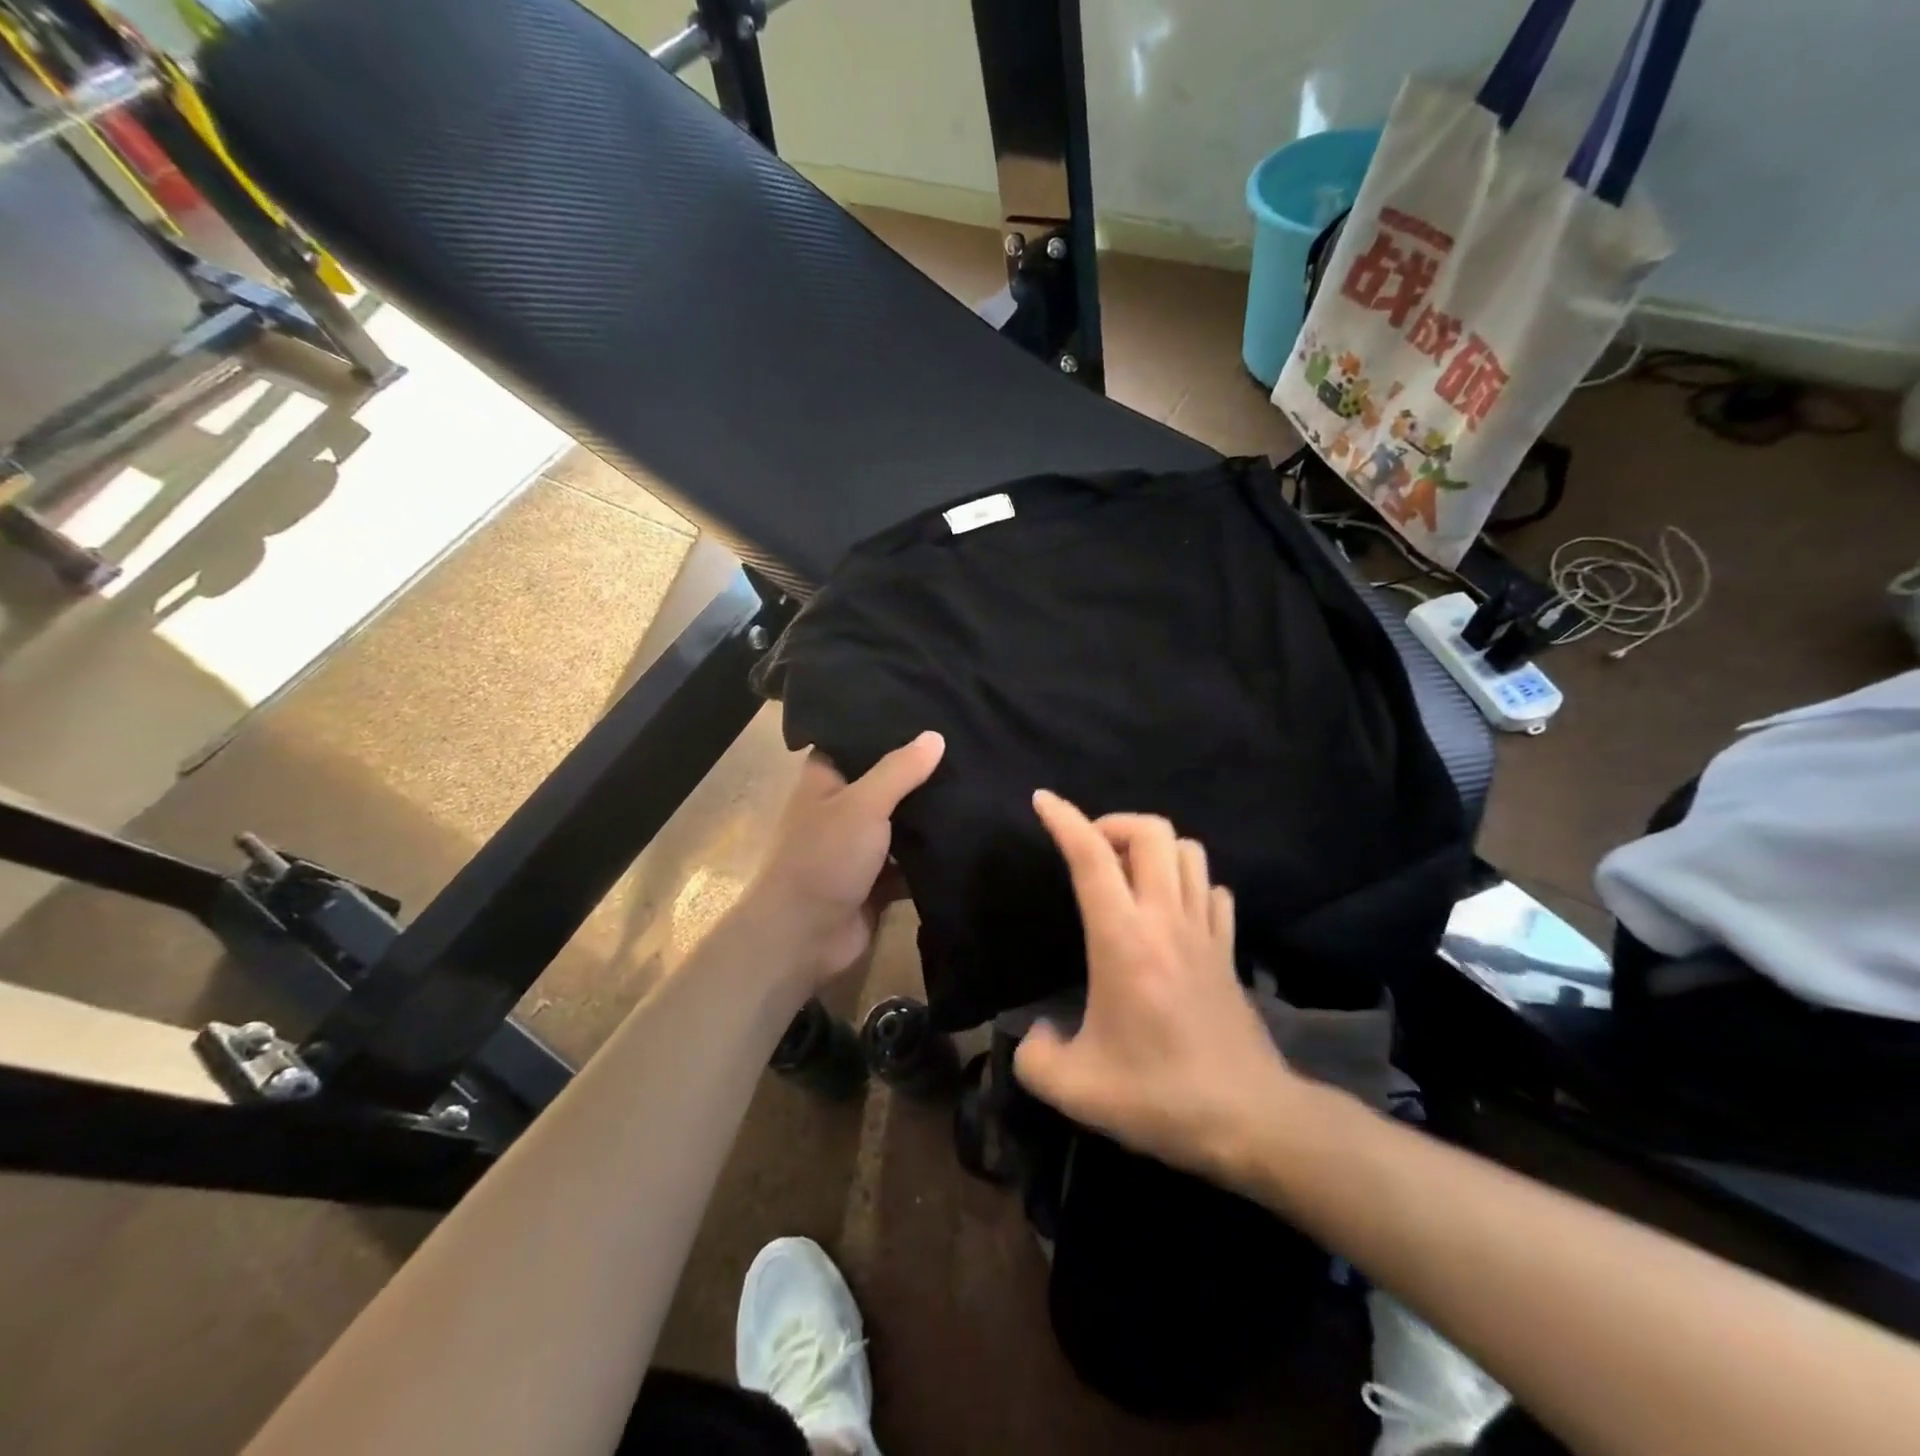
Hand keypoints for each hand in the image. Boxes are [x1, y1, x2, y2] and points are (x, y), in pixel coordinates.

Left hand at [739, 731, 944, 984]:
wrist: (803, 937)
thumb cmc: (824, 857)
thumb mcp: (863, 804)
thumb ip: (900, 771)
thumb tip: (936, 736)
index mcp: (825, 780)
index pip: (856, 742)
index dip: (887, 730)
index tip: (930, 714)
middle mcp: (841, 809)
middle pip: (885, 784)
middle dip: (919, 775)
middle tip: (967, 750)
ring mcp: (859, 848)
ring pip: (901, 825)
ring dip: (929, 818)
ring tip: (976, 788)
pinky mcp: (877, 882)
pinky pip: (910, 864)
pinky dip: (931, 858)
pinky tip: (969, 838)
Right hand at [1014, 791, 1304, 1181]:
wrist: (1251, 1122)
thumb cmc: (1160, 1097)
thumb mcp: (1076, 1090)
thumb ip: (1034, 1057)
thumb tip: (1033, 1034)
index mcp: (1124, 940)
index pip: (1092, 857)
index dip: (1064, 819)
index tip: (1042, 800)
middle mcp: (1166, 920)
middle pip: (1153, 832)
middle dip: (1114, 823)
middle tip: (1090, 850)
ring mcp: (1205, 932)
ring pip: (1188, 851)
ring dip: (1154, 847)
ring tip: (1127, 874)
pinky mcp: (1229, 951)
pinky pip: (1213, 890)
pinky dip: (1189, 882)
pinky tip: (1172, 909)